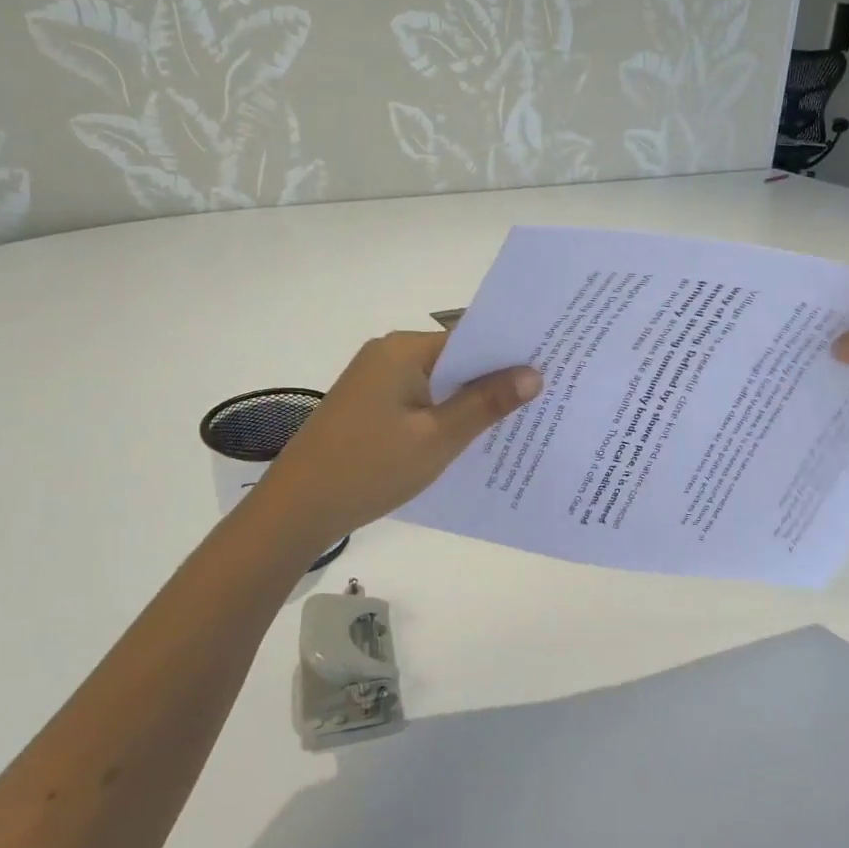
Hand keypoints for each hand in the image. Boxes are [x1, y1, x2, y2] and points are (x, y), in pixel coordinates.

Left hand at [258, 331, 540, 546]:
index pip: (470, 337)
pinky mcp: (370, 408)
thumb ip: (485, 404)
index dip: (509, 352)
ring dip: (471, 402)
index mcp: (403, 350)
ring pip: (440, 384)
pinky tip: (473, 439)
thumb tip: (533, 374)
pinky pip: (421, 403)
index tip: (552, 364)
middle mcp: (388, 355)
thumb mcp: (437, 438)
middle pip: (456, 360)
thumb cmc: (369, 468)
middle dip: (495, 379)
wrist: (296, 509)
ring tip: (521, 420)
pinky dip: (446, 416)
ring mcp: (376, 383)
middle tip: (548, 395)